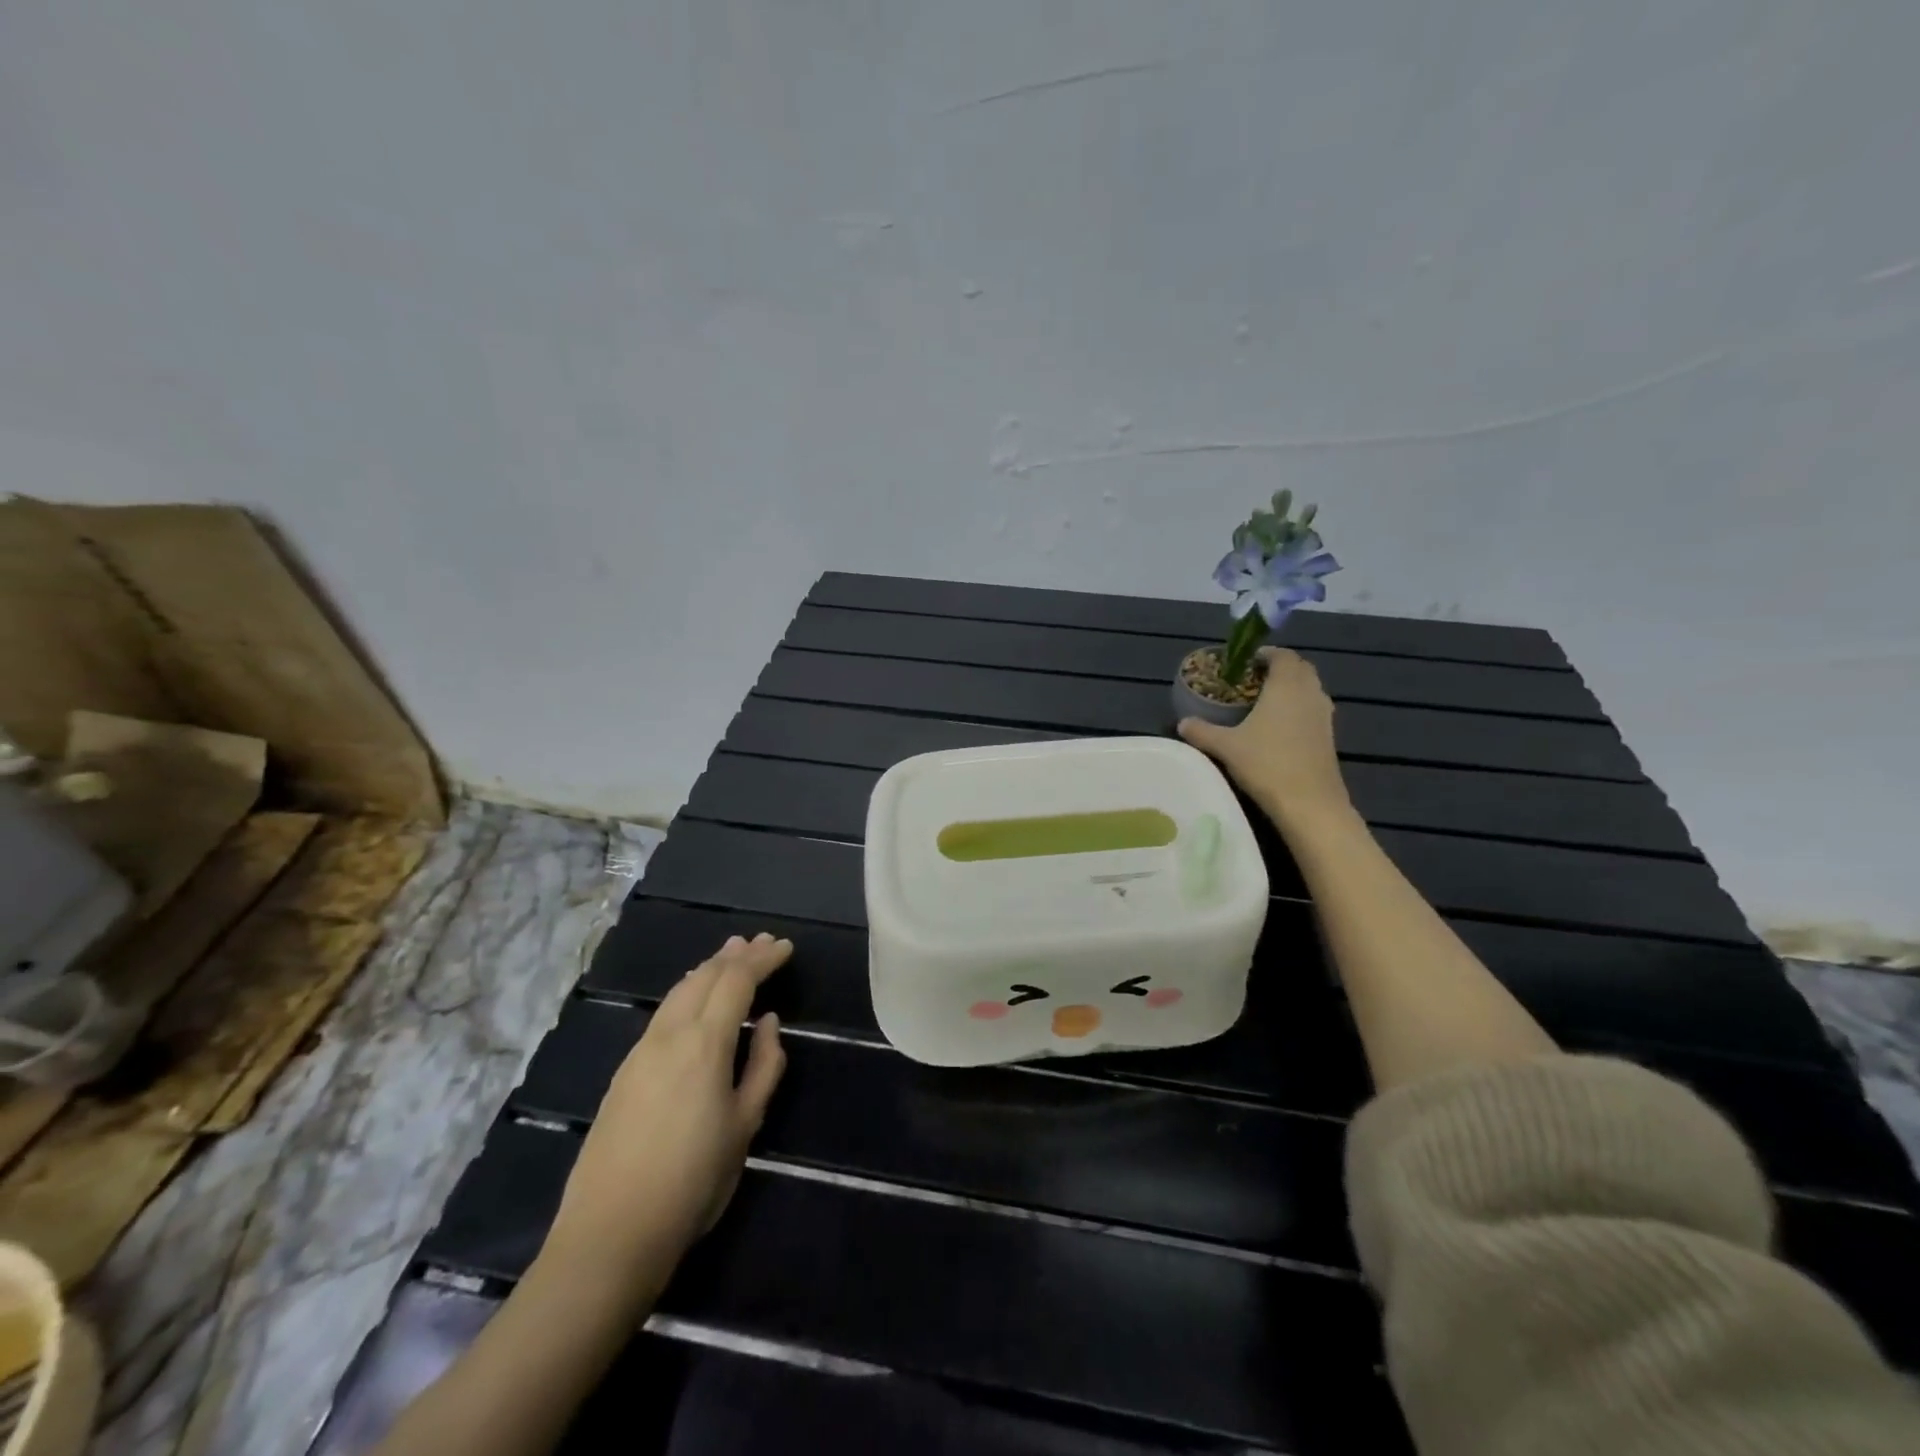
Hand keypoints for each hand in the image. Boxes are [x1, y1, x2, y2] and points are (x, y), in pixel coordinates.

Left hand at [543, 933, 789, 1296]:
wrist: (610, 1234)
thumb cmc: (692, 1182)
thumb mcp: (744, 1125)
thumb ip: (763, 1066)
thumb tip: (767, 1022)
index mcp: (703, 1044)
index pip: (736, 981)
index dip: (762, 959)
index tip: (784, 947)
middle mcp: (668, 1035)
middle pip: (704, 977)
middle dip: (735, 955)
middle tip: (761, 943)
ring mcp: (640, 1052)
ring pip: (678, 991)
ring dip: (708, 969)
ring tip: (730, 956)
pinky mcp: (624, 1073)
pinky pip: (663, 1013)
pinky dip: (687, 992)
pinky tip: (694, 1000)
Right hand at [1178, 647, 1350, 828]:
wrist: (1309, 803)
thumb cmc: (1266, 764)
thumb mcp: (1226, 747)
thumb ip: (1202, 731)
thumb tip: (1182, 722)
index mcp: (1286, 686)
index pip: (1283, 656)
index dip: (1266, 654)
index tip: (1247, 661)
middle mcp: (1310, 694)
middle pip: (1301, 669)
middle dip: (1280, 669)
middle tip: (1254, 680)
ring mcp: (1324, 716)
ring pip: (1310, 690)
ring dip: (1292, 689)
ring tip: (1265, 702)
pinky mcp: (1329, 737)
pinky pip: (1314, 710)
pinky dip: (1299, 709)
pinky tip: (1279, 728)